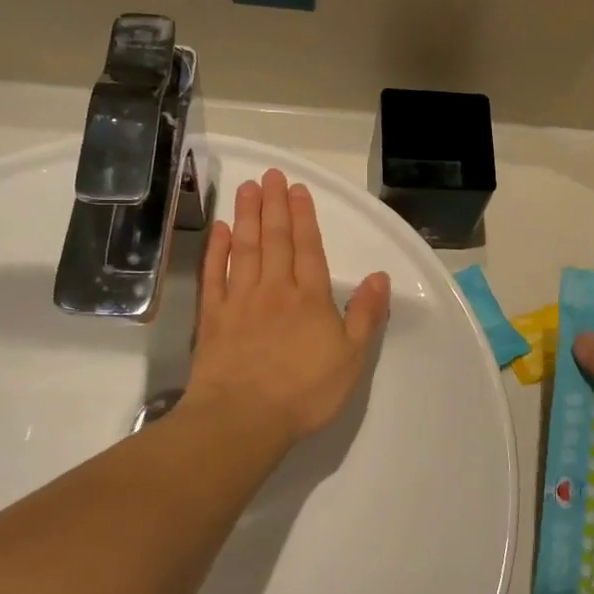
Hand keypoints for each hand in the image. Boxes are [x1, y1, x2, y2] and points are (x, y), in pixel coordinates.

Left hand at [187, 169, 391, 449]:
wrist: (243, 419)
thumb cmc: (305, 391)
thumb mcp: (352, 358)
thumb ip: (366, 315)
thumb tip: (380, 276)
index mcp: (310, 298)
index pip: (308, 247)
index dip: (304, 216)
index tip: (297, 188)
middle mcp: (274, 289)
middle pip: (275, 239)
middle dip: (274, 205)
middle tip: (270, 175)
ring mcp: (240, 301)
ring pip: (244, 249)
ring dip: (246, 217)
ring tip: (247, 189)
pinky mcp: (213, 318)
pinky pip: (214, 275)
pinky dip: (216, 250)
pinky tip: (218, 231)